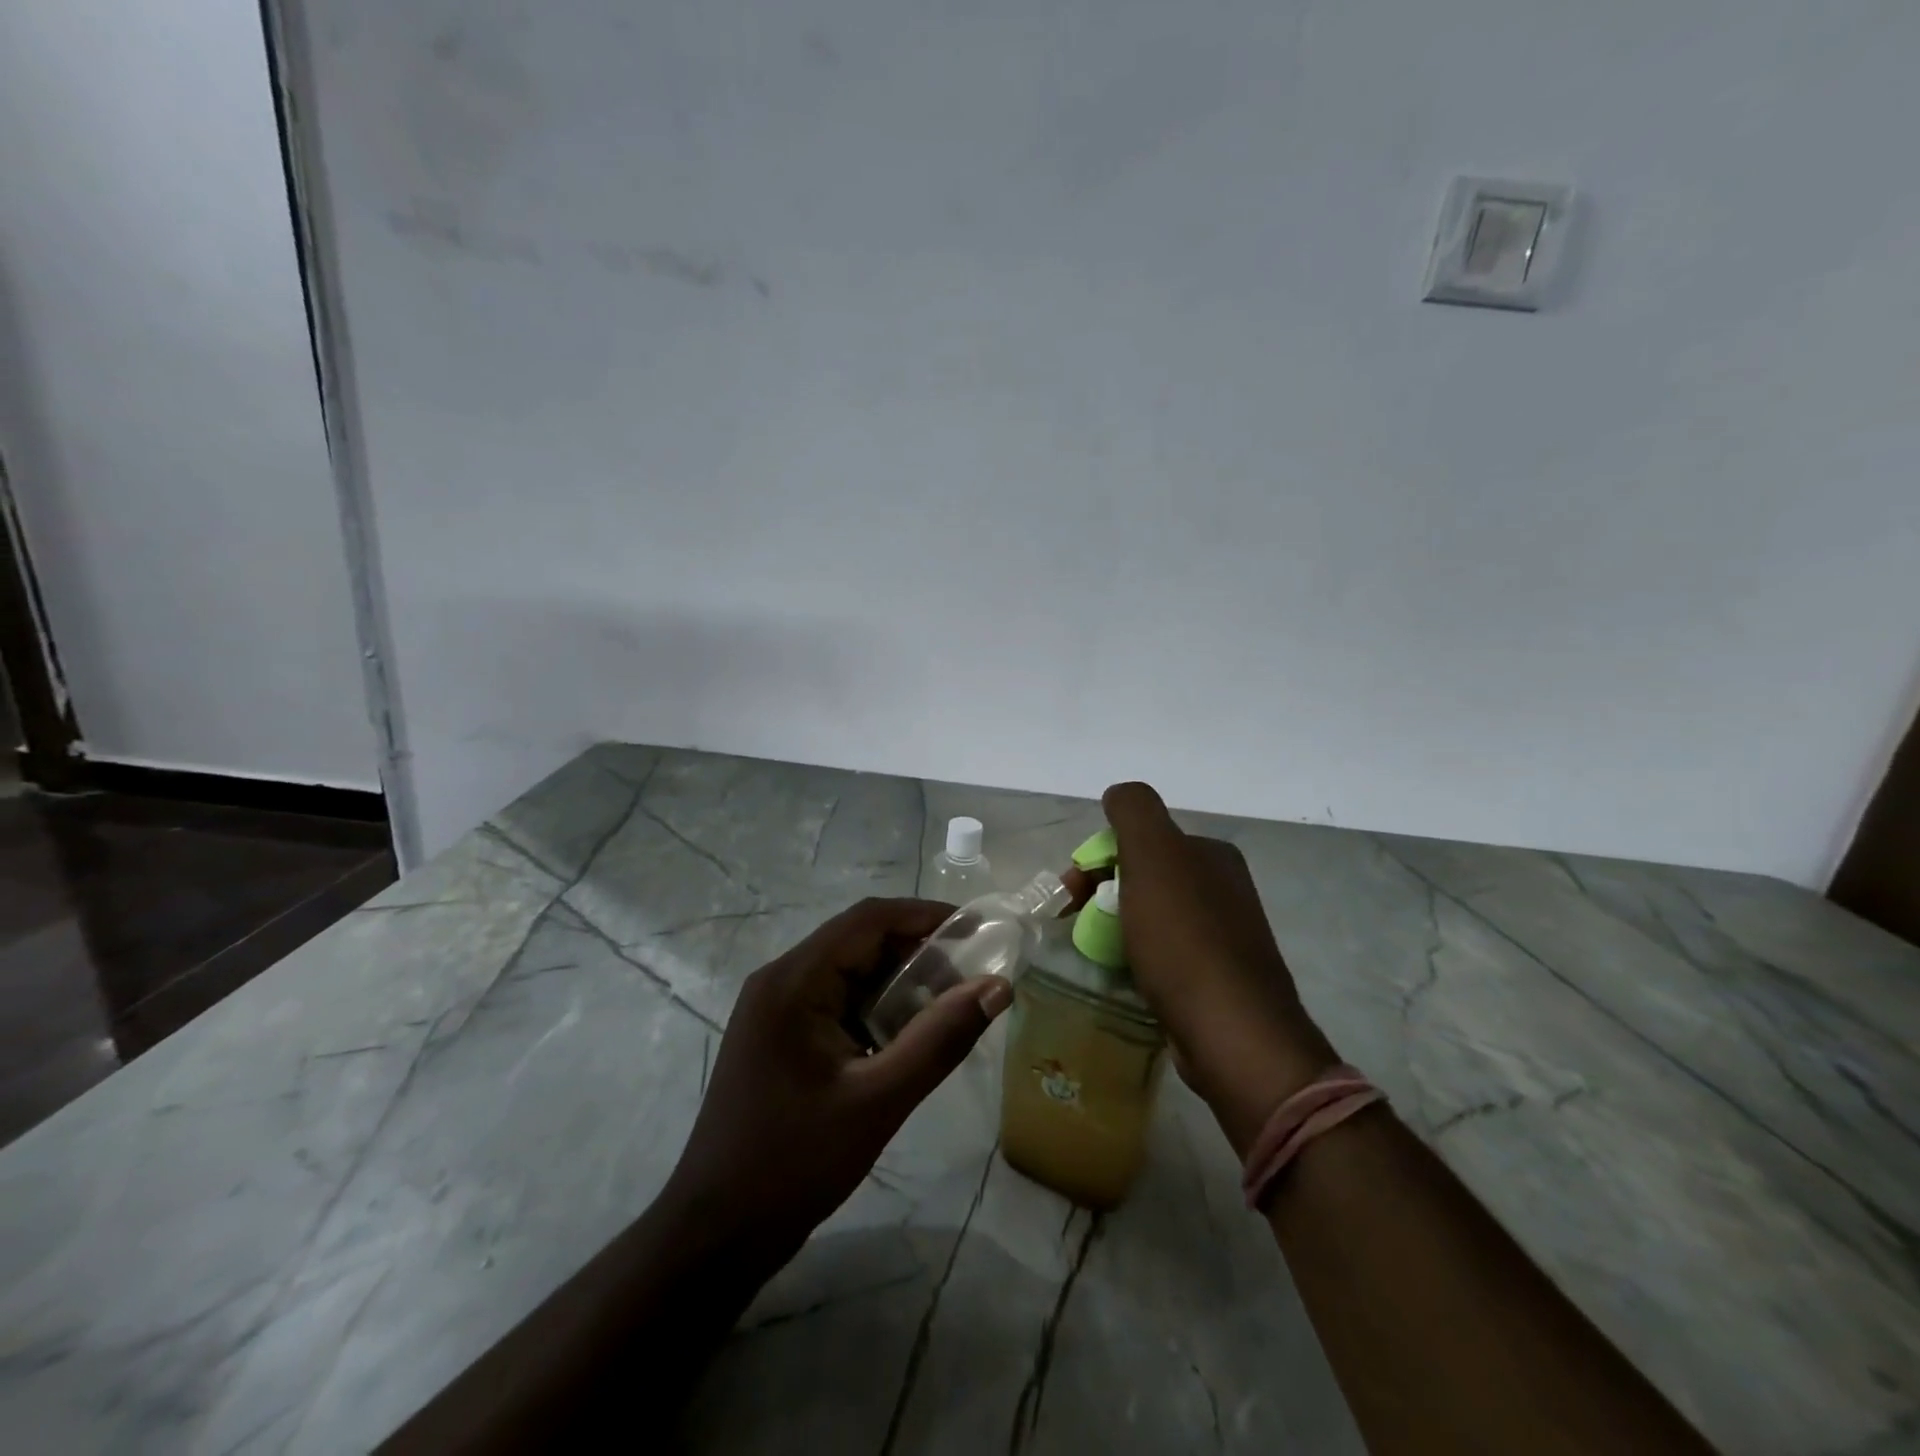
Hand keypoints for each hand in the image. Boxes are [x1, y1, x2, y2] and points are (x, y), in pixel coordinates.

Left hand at [658, 897, 1012, 1270]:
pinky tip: (909, 1036)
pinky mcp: (782, 1036)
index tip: (976, 932)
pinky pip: (839, 1002)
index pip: (867, 919)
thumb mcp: (878, 1101)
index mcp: (793, 980)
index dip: (925, 916)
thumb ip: (940, 1040)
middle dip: (917, 951)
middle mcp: (781, 980)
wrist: (716, 1235)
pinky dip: (878, 1008)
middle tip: (971, 976)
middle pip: (859, 941)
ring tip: (950, 1005)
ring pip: (851, 972)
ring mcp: (777, 1009)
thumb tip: (997, 987)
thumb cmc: (793, 1163)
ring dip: (900, 982)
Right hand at [1101, 782, 1340, 1154]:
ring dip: (1115, 928)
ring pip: (1151, 919)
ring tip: (1092, 954)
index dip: (1098, 860)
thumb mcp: (1153, 854)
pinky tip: (1123, 977)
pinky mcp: (1217, 982)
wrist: (1231, 1033)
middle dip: (1102, 894)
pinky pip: (1164, 956)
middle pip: (1144, 879)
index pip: (1141, 842)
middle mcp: (1223, 890)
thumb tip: (1118, 794)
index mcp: (1212, 855)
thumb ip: (1133, 811)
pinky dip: (1137, 959)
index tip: (1070, 891)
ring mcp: (1224, 938)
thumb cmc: (1184, 937)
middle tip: (1073, 924)